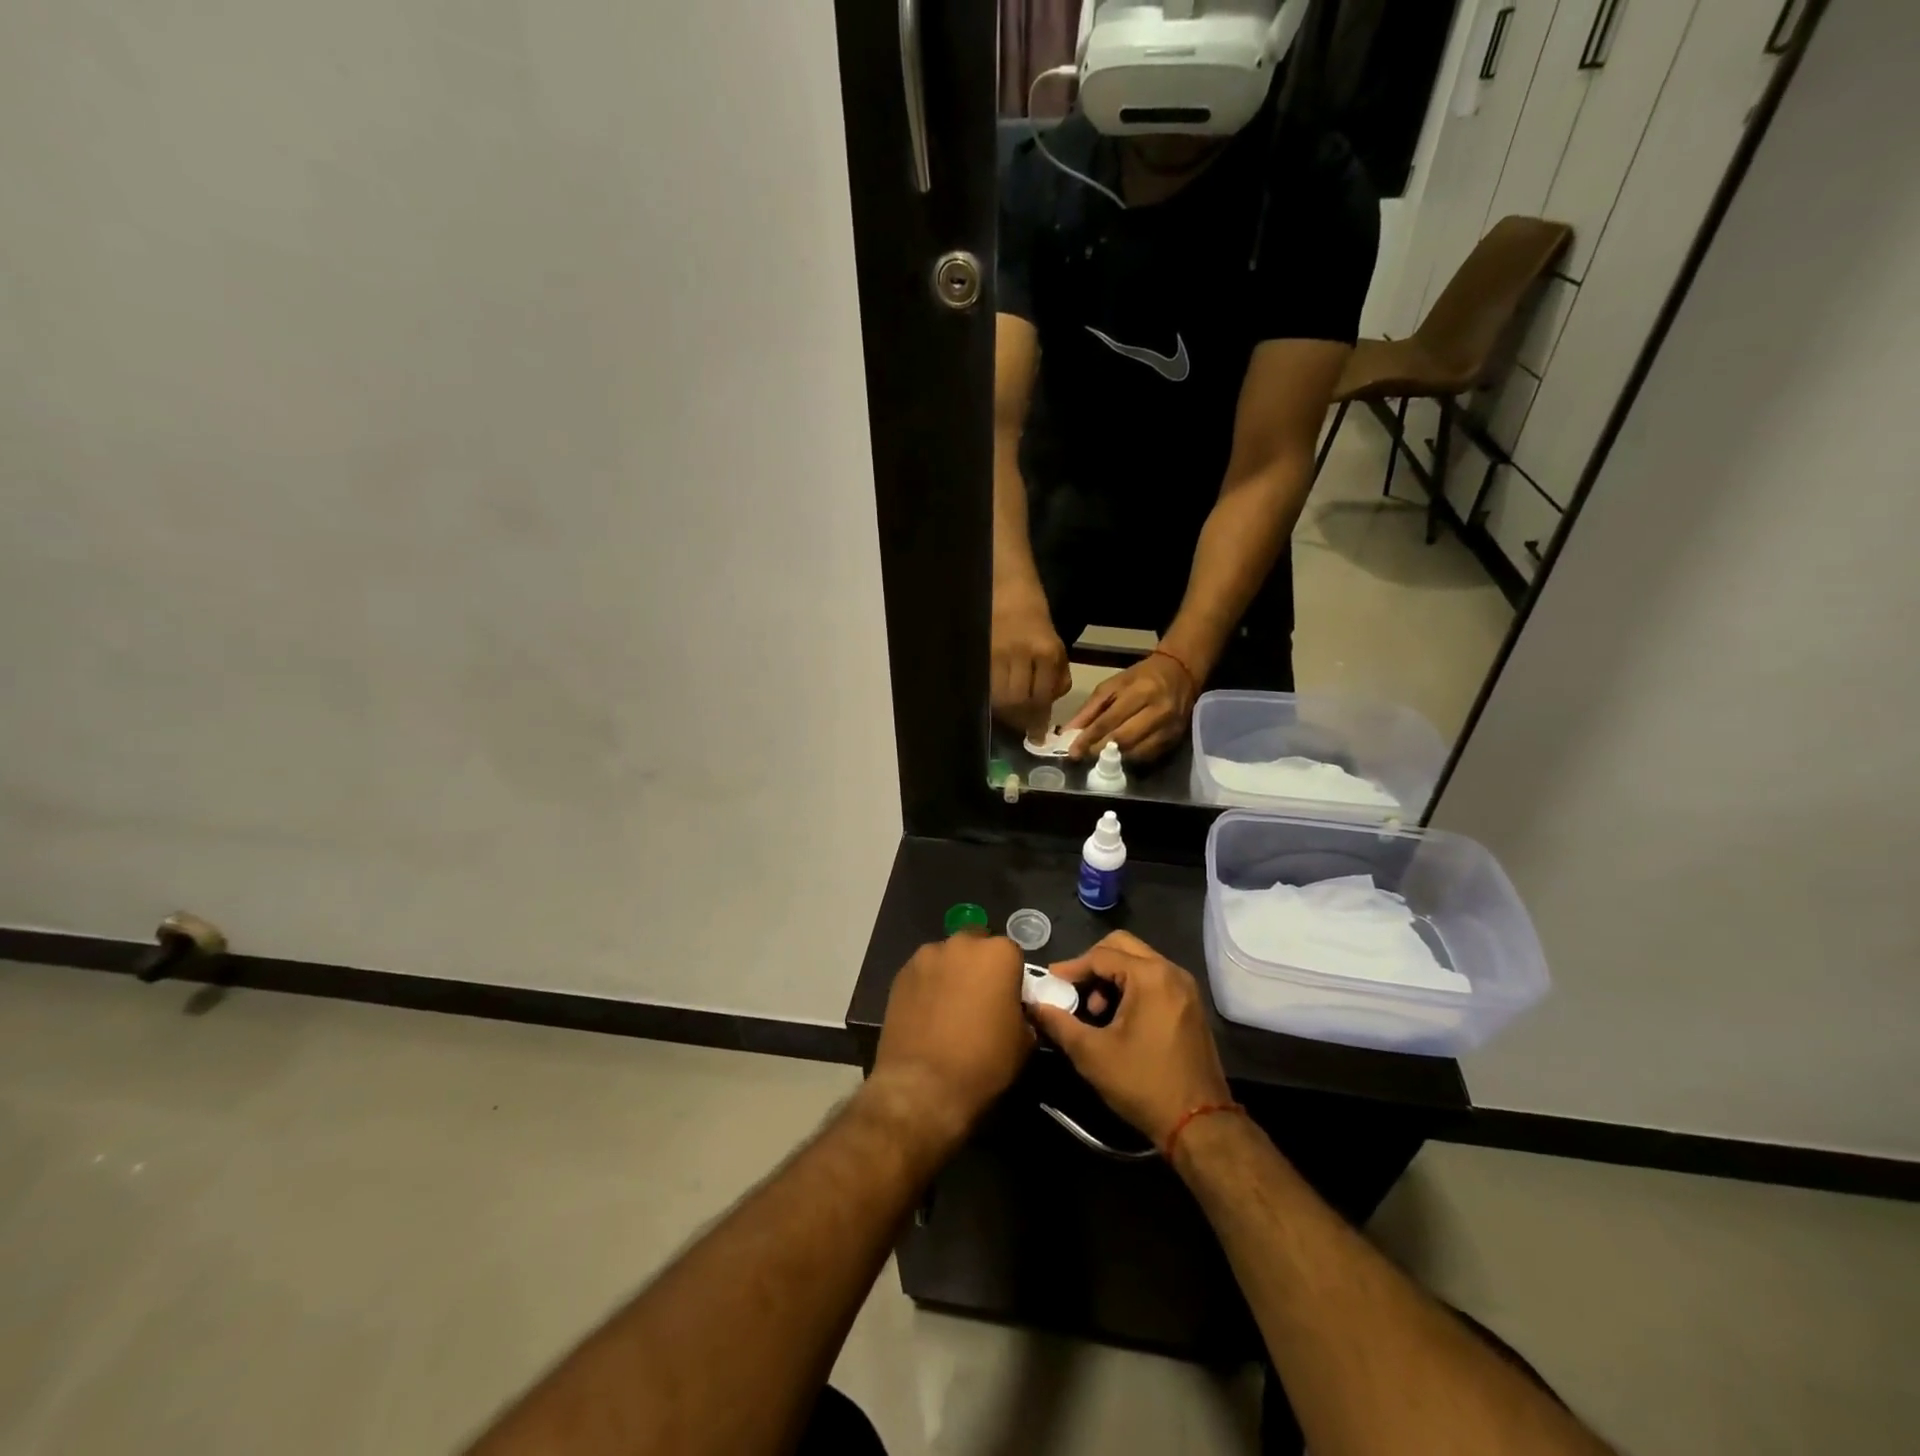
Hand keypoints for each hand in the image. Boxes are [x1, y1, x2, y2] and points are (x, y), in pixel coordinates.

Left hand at [868, 934, 1033, 1154]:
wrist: (923, 1085)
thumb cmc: (983, 1062)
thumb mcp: (1023, 1042)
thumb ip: (1022, 1013)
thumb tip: (1014, 1010)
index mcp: (998, 954)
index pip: (1012, 954)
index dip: (1011, 977)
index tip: (1007, 1000)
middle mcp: (962, 944)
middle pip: (976, 945)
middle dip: (979, 965)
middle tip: (979, 999)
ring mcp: (927, 956)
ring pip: (947, 957)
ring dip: (951, 973)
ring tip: (948, 1008)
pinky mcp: (901, 973)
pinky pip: (923, 973)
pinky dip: (928, 986)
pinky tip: (927, 1014)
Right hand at [991, 586, 1071, 735]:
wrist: (1011, 591)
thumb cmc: (1037, 623)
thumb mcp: (1057, 648)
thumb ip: (1057, 678)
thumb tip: (1047, 708)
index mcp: (1048, 653)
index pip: (1042, 697)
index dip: (1038, 721)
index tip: (1037, 736)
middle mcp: (1024, 654)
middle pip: (1019, 700)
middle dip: (1020, 719)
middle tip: (1020, 728)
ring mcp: (1000, 653)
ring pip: (1000, 696)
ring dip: (1004, 712)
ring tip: (1007, 716)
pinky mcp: (983, 652)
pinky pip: (987, 684)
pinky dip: (991, 697)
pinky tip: (994, 701)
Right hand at [1026, 931, 1229, 1148]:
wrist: (1200, 1124)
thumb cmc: (1143, 1083)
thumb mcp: (1092, 1054)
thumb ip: (1059, 1023)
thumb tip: (1033, 1005)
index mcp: (1150, 976)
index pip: (1100, 955)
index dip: (1071, 967)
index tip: (1050, 983)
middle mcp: (1171, 972)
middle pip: (1123, 947)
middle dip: (1093, 964)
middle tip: (1073, 989)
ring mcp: (1185, 988)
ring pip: (1139, 962)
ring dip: (1112, 976)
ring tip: (1095, 1010)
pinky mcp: (1190, 1005)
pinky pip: (1155, 979)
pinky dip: (1131, 986)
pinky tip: (1118, 1017)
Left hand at [1066, 652, 1195, 762]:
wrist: (1181, 674)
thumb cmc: (1141, 677)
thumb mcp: (1113, 684)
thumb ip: (1091, 708)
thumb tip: (1069, 732)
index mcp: (1140, 692)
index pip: (1109, 720)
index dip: (1089, 738)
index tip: (1073, 751)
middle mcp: (1158, 711)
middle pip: (1123, 739)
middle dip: (1099, 750)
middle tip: (1082, 757)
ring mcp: (1169, 727)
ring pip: (1136, 752)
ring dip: (1113, 759)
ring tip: (1096, 759)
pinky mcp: (1175, 739)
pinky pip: (1148, 756)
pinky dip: (1129, 759)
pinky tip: (1117, 759)